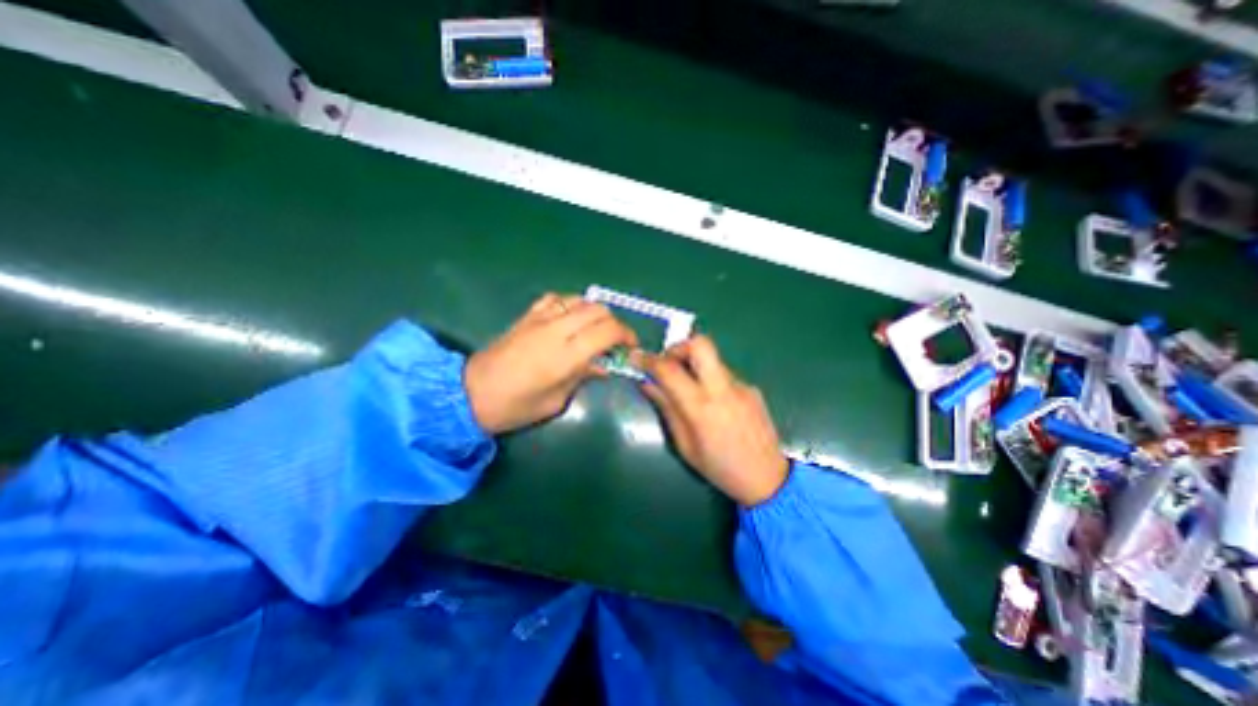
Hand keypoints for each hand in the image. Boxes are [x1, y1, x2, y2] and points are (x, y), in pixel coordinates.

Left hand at [462, 291, 639, 434]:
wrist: (471, 394)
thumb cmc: (516, 406)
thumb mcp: (557, 400)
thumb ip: (583, 377)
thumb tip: (602, 366)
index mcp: (566, 355)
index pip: (608, 331)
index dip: (626, 335)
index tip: (631, 346)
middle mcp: (556, 330)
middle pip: (598, 310)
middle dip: (614, 323)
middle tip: (614, 341)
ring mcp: (540, 319)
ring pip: (579, 300)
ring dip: (594, 312)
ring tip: (594, 330)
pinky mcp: (527, 316)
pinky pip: (556, 298)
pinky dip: (570, 304)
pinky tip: (569, 318)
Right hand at [641, 336, 781, 507]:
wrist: (767, 478)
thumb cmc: (719, 468)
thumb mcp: (684, 445)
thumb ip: (667, 409)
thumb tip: (648, 384)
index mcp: (701, 407)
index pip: (669, 370)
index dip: (648, 360)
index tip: (637, 358)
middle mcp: (723, 389)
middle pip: (700, 344)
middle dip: (678, 348)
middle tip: (668, 364)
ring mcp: (741, 385)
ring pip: (712, 360)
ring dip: (694, 367)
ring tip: (690, 392)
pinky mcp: (752, 388)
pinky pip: (724, 375)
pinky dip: (710, 381)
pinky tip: (714, 405)